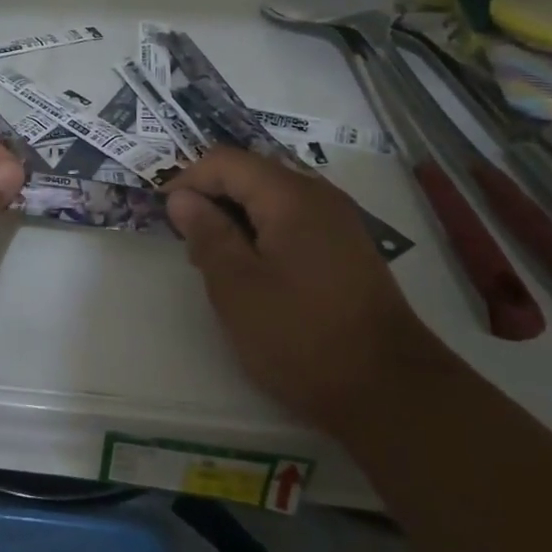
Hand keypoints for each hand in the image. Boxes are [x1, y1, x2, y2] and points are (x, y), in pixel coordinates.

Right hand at [165, 148, 440, 426]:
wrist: (389, 389)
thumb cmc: (300, 335)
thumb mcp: (236, 286)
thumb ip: (206, 234)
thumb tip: (181, 197)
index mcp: (290, 196)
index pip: (226, 162)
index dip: (188, 180)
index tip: (163, 214)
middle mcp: (319, 196)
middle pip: (252, 174)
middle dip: (212, 198)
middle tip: (188, 242)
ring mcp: (339, 222)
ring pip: (272, 199)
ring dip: (236, 218)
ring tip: (215, 261)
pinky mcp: (347, 249)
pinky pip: (294, 221)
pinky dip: (263, 233)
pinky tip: (254, 272)